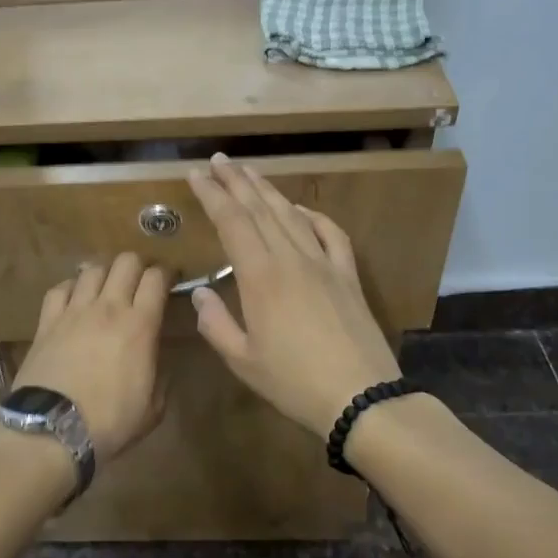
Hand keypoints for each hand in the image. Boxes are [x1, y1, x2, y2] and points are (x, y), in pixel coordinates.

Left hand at [13, 253, 169, 459]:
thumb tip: (159, 359)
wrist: (53, 429)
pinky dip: (72, 286)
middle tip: (141, 281)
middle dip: (138, 265)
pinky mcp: (47, 321)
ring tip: (108, 284)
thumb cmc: (110, 422)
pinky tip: (75, 297)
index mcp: (140, 325)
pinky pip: (60, 288)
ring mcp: (74, 311)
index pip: (157, 279)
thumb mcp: (153, 407)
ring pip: (92, 269)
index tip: (170, 279)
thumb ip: (162, 376)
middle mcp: (108, 307)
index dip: (167, 273)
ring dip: (105, 272)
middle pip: (125, 262)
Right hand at [185, 154, 399, 438]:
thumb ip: (216, 324)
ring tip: (250, 172)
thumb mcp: (243, 361)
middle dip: (236, 181)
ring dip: (268, 190)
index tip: (196, 174)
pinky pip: (330, 234)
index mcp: (261, 277)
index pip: (232, 222)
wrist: (362, 397)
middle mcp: (291, 259)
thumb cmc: (294, 382)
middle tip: (219, 160)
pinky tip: (301, 209)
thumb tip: (201, 291)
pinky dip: (313, 216)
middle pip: (260, 209)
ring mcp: (324, 264)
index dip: (213, 195)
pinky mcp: (348, 276)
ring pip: (292, 214)